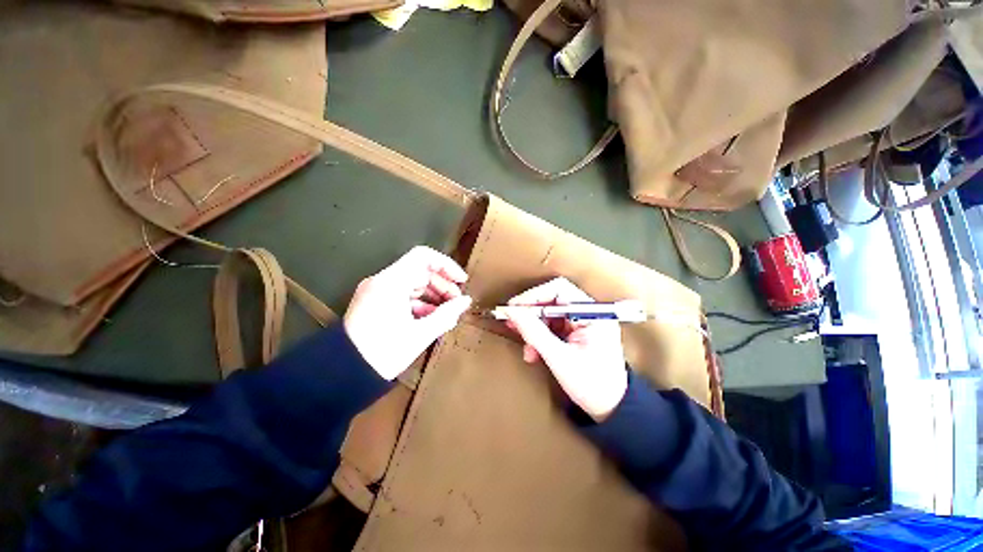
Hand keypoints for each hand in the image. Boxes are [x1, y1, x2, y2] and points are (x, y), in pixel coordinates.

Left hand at [344, 246, 472, 379]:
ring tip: (447, 313)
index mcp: (392, 282)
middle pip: (420, 271)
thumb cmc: (384, 352)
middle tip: (457, 303)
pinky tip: (431, 319)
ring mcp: (377, 291)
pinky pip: (402, 295)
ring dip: (432, 295)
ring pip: (412, 283)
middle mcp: (382, 281)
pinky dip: (419, 303)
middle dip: (442, 285)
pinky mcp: (374, 303)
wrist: (343, 375)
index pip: (424, 257)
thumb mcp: (420, 334)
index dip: (447, 265)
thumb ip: (447, 314)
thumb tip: (466, 301)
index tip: (461, 281)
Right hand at [502, 278, 627, 421]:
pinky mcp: (578, 333)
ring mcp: (583, 323)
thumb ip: (534, 332)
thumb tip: (511, 311)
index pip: (559, 289)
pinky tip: (534, 352)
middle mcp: (589, 313)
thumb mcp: (558, 358)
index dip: (533, 296)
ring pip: (550, 315)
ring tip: (527, 347)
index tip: (514, 308)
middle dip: (531, 314)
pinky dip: (540, 337)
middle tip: (512, 324)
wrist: (611, 409)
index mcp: (593, 314)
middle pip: (552, 301)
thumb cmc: (591, 385)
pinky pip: (553, 327)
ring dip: (534, 329)